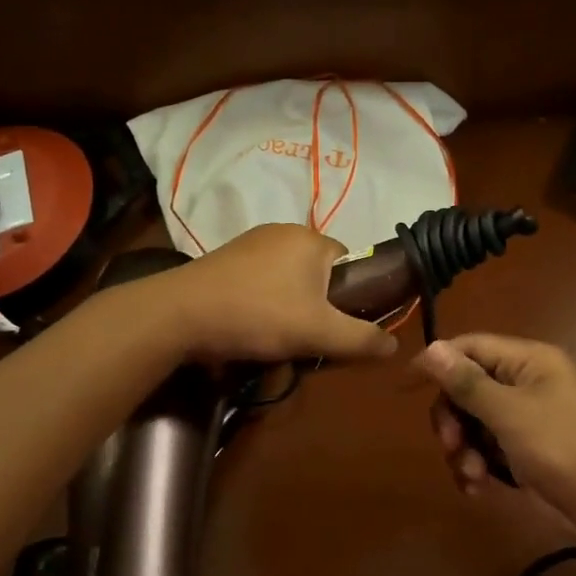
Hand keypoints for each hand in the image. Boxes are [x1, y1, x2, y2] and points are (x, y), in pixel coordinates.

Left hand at [161, 224, 399, 365]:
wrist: (180, 314)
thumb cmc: (259, 315)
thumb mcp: (319, 333)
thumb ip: (361, 338)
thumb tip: (395, 345)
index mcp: (311, 238)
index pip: (349, 262)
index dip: (350, 297)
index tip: (335, 326)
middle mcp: (283, 231)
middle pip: (317, 273)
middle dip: (316, 307)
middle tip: (305, 339)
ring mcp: (250, 243)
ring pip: (287, 280)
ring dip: (288, 308)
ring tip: (274, 339)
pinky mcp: (224, 259)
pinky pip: (259, 281)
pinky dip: (261, 304)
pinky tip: (248, 328)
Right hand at [414, 335, 575, 544]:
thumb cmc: (565, 449)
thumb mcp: (511, 414)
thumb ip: (467, 382)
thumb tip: (430, 347)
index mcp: (526, 361)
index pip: (469, 348)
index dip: (436, 362)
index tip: (405, 387)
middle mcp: (523, 383)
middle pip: (466, 388)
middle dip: (452, 418)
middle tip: (450, 445)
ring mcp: (524, 419)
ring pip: (472, 423)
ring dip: (463, 449)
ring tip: (473, 476)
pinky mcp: (525, 451)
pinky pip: (486, 449)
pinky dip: (478, 466)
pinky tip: (479, 488)